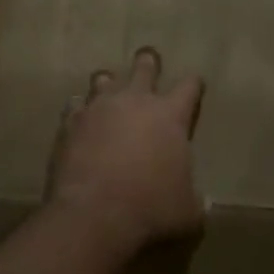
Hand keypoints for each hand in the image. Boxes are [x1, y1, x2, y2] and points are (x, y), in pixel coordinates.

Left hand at [47, 47, 204, 254]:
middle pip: (144, 67)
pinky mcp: (70, 123)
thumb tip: (203, 203)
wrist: (94, 214)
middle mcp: (135, 101)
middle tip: (148, 59)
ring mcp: (99, 108)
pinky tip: (80, 117)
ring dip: (109, 83)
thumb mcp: (187, 211)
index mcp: (170, 115)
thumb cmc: (151, 208)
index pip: (189, 86)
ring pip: (104, 79)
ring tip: (109, 88)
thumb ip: (195, 200)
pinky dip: (80, 109)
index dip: (193, 84)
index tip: (194, 85)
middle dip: (148, 62)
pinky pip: (75, 105)